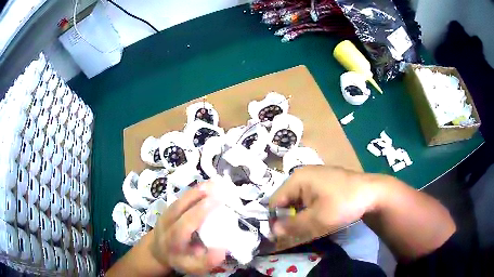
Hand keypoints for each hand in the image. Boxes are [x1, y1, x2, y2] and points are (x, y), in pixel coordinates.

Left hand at [151, 182, 226, 274]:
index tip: (218, 200)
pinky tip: (207, 186)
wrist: (157, 251)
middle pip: (180, 206)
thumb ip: (207, 261)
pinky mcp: (168, 208)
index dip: (201, 211)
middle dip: (199, 195)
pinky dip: (194, 191)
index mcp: (173, 239)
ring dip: (197, 190)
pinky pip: (182, 198)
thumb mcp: (193, 267)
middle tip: (219, 187)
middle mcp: (167, 223)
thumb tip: (223, 249)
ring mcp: (166, 213)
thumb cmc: (179, 260)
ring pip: (180, 199)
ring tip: (215, 183)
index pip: (185, 223)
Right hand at [269, 165, 381, 240]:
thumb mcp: (317, 219)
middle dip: (289, 218)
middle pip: (286, 201)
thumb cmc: (344, 204)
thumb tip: (272, 232)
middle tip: (296, 234)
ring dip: (300, 216)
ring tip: (308, 228)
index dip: (275, 220)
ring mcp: (314, 178)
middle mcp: (303, 175)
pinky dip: (309, 211)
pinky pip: (309, 199)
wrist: (373, 193)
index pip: (275, 201)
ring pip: (298, 202)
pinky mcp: (323, 183)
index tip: (280, 236)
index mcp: (297, 179)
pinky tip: (318, 219)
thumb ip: (292, 226)